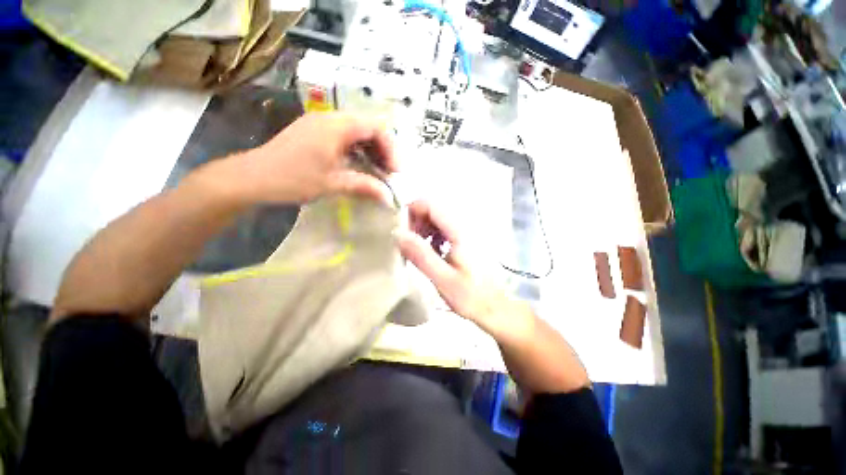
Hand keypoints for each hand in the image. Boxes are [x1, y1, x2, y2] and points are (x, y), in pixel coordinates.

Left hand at [225, 112, 397, 203]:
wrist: (252, 177)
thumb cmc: (293, 179)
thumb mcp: (333, 184)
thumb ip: (364, 187)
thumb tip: (389, 197)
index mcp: (336, 126)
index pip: (375, 128)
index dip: (390, 149)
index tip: (394, 171)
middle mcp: (330, 118)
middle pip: (368, 127)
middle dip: (382, 150)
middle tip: (387, 173)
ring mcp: (320, 123)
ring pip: (356, 131)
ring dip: (370, 150)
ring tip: (376, 171)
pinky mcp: (314, 132)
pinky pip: (344, 136)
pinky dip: (357, 150)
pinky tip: (358, 165)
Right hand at [394, 201, 533, 339]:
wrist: (495, 307)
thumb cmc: (471, 296)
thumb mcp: (443, 278)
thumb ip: (421, 255)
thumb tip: (397, 233)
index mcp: (460, 231)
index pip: (431, 204)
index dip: (411, 211)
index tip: (400, 231)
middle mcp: (465, 224)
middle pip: (434, 208)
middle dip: (416, 221)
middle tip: (407, 244)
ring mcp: (467, 230)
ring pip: (438, 217)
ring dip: (424, 228)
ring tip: (418, 249)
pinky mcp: (467, 238)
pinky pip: (445, 227)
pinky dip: (433, 234)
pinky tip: (433, 251)